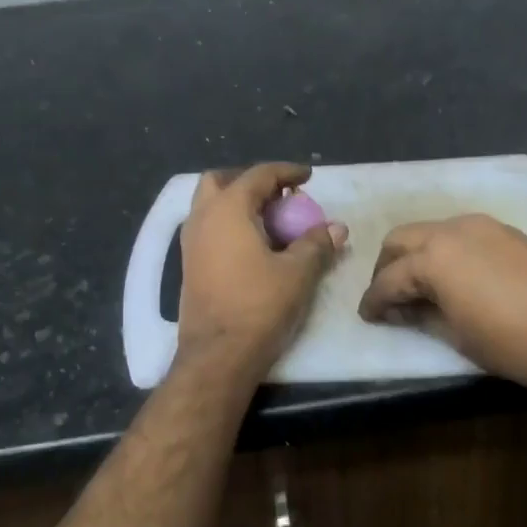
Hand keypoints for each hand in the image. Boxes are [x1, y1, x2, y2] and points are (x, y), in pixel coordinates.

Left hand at [176, 163, 347, 381]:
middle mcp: (202, 218)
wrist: (218, 354)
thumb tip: (337, 228)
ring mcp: (190, 243)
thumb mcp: (297, 273)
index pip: (258, 175)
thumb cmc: (258, 306)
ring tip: (270, 222)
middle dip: (251, 182)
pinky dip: (229, 225)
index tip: (308, 177)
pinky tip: (254, 247)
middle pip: (221, 182)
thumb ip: (317, 244)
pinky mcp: (189, 265)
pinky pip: (208, 229)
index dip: (286, 172)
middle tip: (280, 197)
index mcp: (227, 210)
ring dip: (238, 204)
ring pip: (210, 206)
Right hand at [357, 214, 526, 400]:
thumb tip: (403, 310)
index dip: (373, 300)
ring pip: (432, 232)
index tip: (367, 316)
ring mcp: (485, 226)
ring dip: (417, 255)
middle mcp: (453, 230)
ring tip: (418, 288)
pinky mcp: (509, 233)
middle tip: (387, 297)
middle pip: (402, 240)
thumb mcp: (457, 336)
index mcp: (433, 257)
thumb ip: (422, 316)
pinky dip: (446, 252)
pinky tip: (453, 279)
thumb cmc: (512, 343)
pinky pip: (462, 235)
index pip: (388, 278)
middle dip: (387, 267)